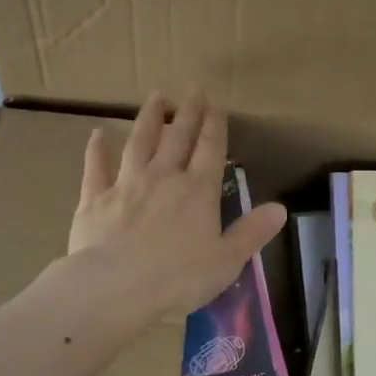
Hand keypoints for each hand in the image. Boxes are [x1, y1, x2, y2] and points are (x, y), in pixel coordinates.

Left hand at [67, 93, 286, 319]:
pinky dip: (97, 150)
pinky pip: (96, 167)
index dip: (215, 125)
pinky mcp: (95, 198)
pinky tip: (97, 134)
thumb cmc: (177, 278)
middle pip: (178, 138)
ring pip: (139, 143)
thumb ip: (252, 232)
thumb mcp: (226, 261)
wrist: (114, 287)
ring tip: (155, 96)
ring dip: (149, 119)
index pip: (210, 150)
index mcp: (198, 191)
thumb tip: (280, 209)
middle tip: (193, 89)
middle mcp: (164, 177)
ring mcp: (127, 184)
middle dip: (188, 112)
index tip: (217, 104)